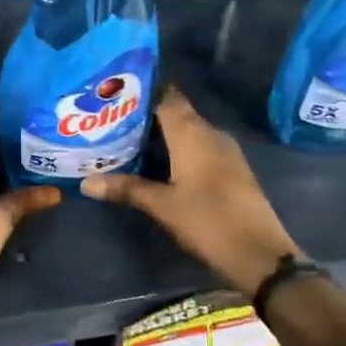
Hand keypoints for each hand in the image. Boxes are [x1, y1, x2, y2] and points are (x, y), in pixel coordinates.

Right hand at [81, 87, 301, 295]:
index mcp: (192, 133)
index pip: (166, 96)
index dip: (142, 91)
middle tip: (111, 120)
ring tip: (126, 140)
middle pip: (175, 112)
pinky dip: (177, 149)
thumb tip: (86, 183)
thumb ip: (126, 188)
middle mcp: (210, 133)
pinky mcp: (231, 168)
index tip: (114, 93)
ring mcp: (224, 150)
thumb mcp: (161, 205)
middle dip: (145, 115)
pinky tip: (157, 163)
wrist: (260, 254)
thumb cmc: (207, 221)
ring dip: (161, 134)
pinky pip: (199, 147)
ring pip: (187, 131)